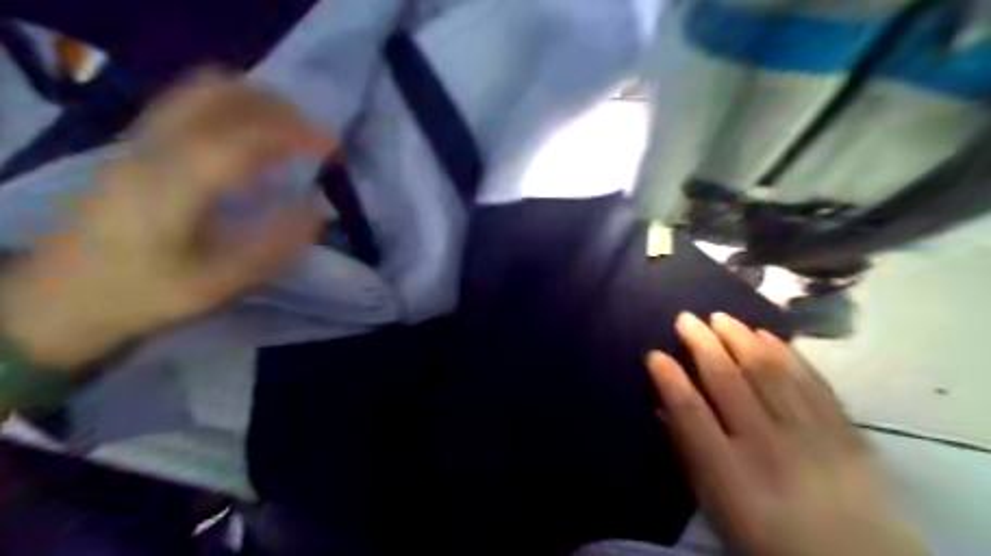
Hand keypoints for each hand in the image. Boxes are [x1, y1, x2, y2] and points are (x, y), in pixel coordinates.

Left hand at [0, 72, 332, 369]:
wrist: (63, 297)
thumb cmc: (147, 295)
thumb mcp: (219, 286)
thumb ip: (273, 247)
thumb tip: (318, 210)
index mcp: (171, 190)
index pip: (239, 141)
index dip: (292, 135)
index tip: (333, 146)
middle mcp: (151, 151)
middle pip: (216, 96)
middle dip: (277, 106)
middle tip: (314, 134)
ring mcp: (138, 141)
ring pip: (200, 91)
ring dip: (255, 100)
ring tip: (291, 129)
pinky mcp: (136, 144)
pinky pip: (189, 103)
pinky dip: (232, 105)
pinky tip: (253, 133)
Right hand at [649, 315, 925, 554]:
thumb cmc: (769, 536)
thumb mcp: (715, 507)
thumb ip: (687, 455)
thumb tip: (662, 410)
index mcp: (729, 472)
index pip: (690, 411)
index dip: (669, 378)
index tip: (654, 354)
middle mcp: (767, 444)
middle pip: (727, 379)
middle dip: (701, 342)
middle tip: (685, 318)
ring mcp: (810, 433)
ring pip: (768, 369)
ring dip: (740, 337)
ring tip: (721, 317)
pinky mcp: (843, 428)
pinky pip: (810, 378)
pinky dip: (786, 352)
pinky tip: (767, 335)